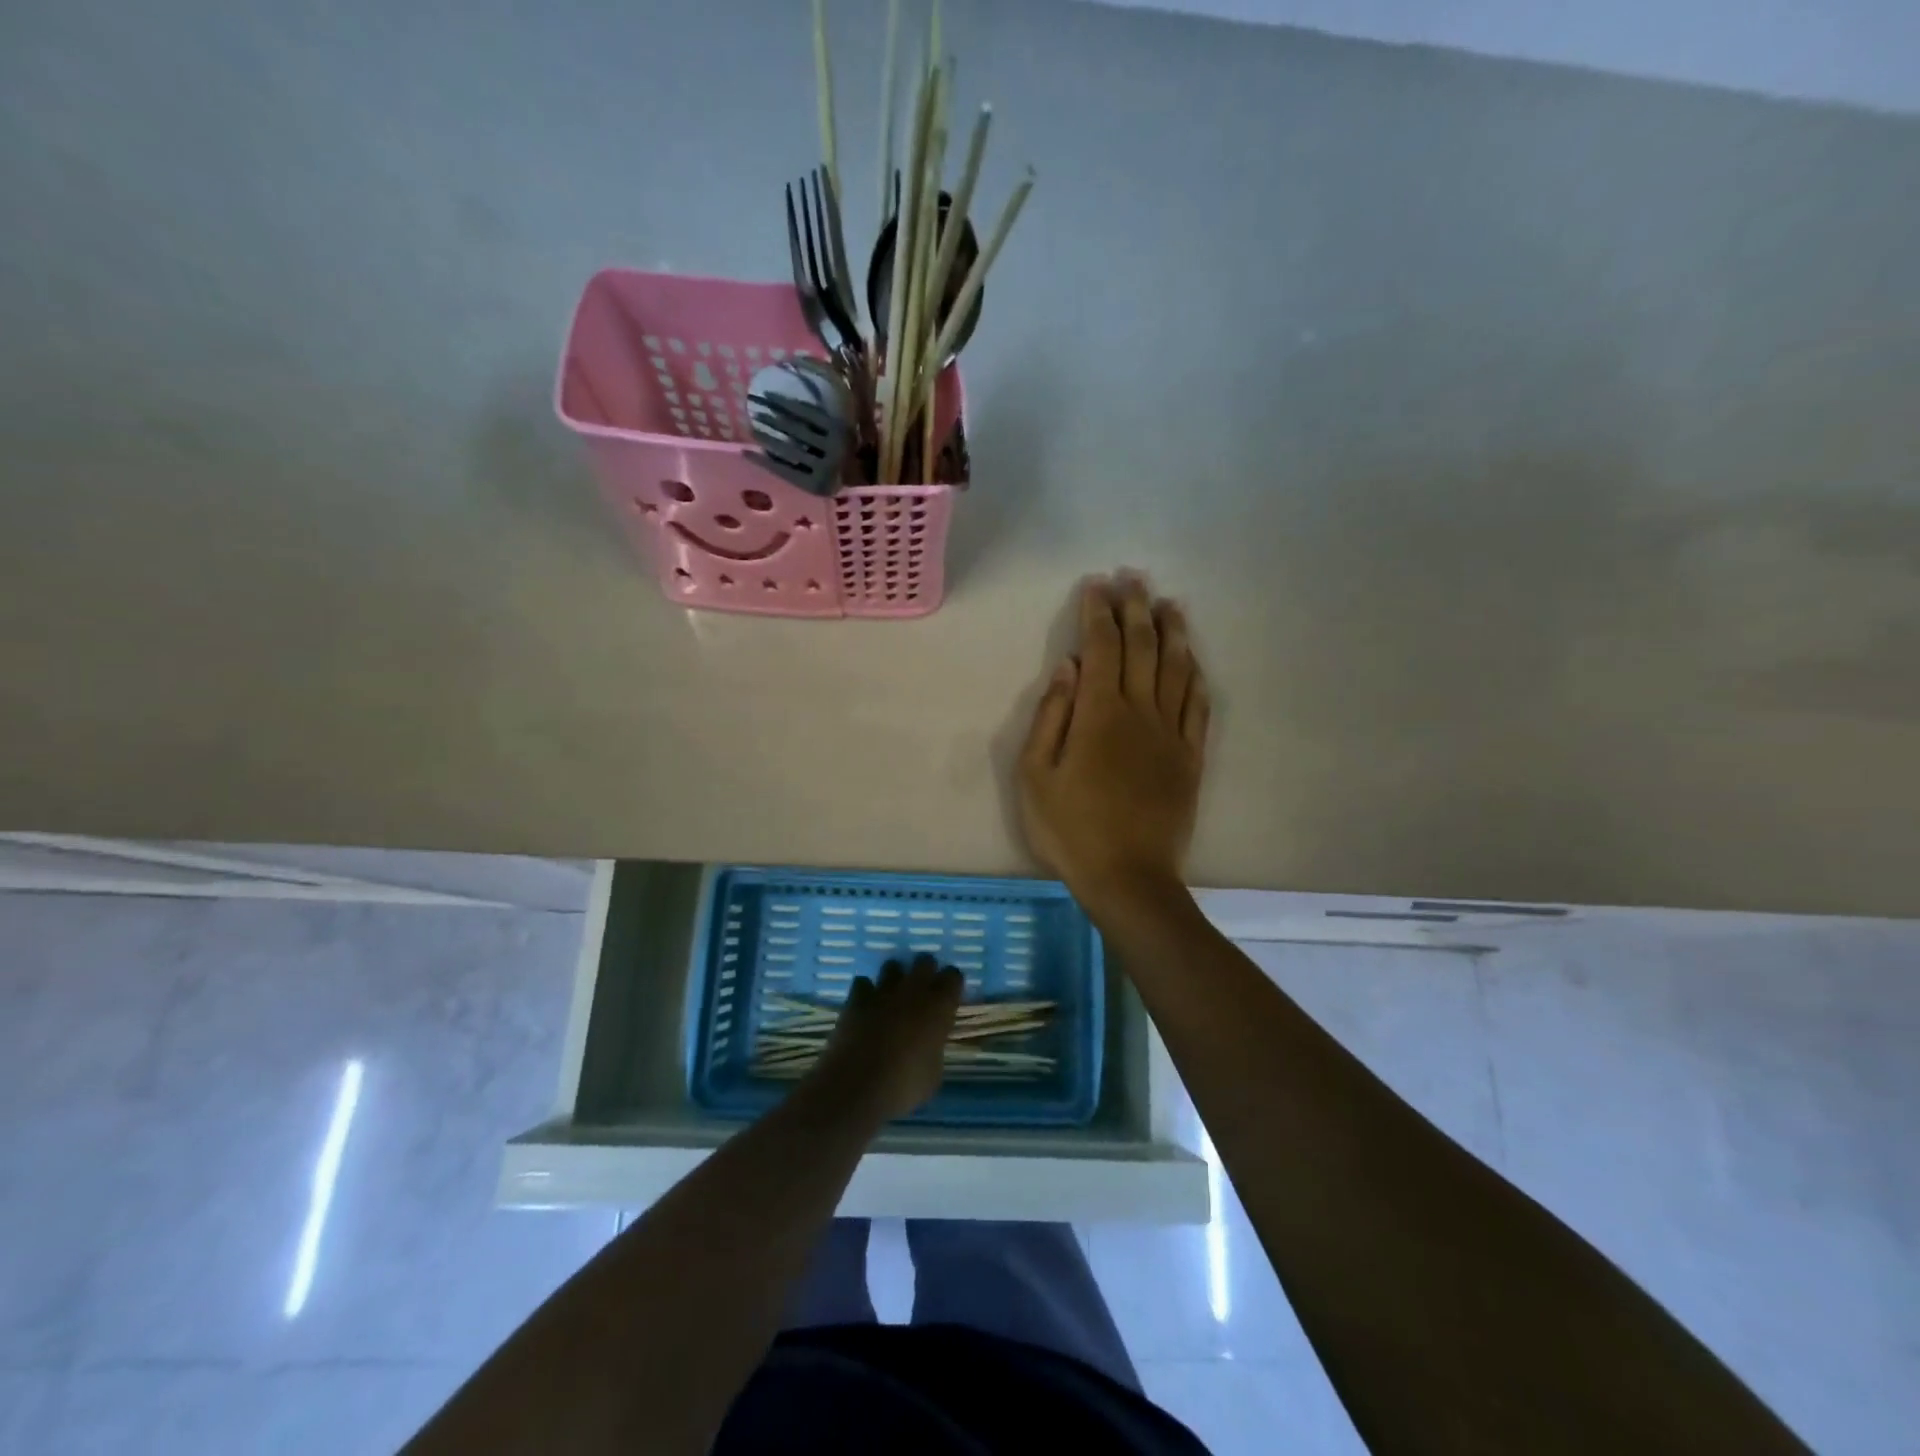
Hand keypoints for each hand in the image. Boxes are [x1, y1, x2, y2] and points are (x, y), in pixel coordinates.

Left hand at [810, 954, 963, 1121]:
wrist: (858, 1085)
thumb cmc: (904, 1085)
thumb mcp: (933, 1074)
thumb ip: (934, 1049)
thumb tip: (929, 1046)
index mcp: (940, 1007)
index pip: (954, 976)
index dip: (951, 983)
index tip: (949, 995)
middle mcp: (914, 990)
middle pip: (924, 961)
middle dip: (925, 971)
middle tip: (922, 991)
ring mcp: (883, 991)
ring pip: (893, 966)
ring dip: (894, 978)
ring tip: (892, 996)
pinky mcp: (857, 998)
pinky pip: (863, 983)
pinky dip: (865, 992)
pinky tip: (865, 1006)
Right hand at [1019, 573, 1210, 920]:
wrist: (1128, 876)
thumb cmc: (1070, 828)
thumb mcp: (1035, 776)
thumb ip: (1051, 717)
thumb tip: (1068, 668)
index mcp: (1099, 714)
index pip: (1102, 648)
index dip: (1099, 613)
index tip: (1096, 586)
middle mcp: (1140, 713)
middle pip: (1143, 648)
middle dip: (1136, 608)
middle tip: (1133, 578)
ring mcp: (1171, 734)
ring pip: (1176, 669)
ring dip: (1173, 632)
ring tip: (1168, 603)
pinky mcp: (1190, 757)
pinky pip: (1198, 706)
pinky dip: (1195, 676)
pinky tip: (1192, 660)